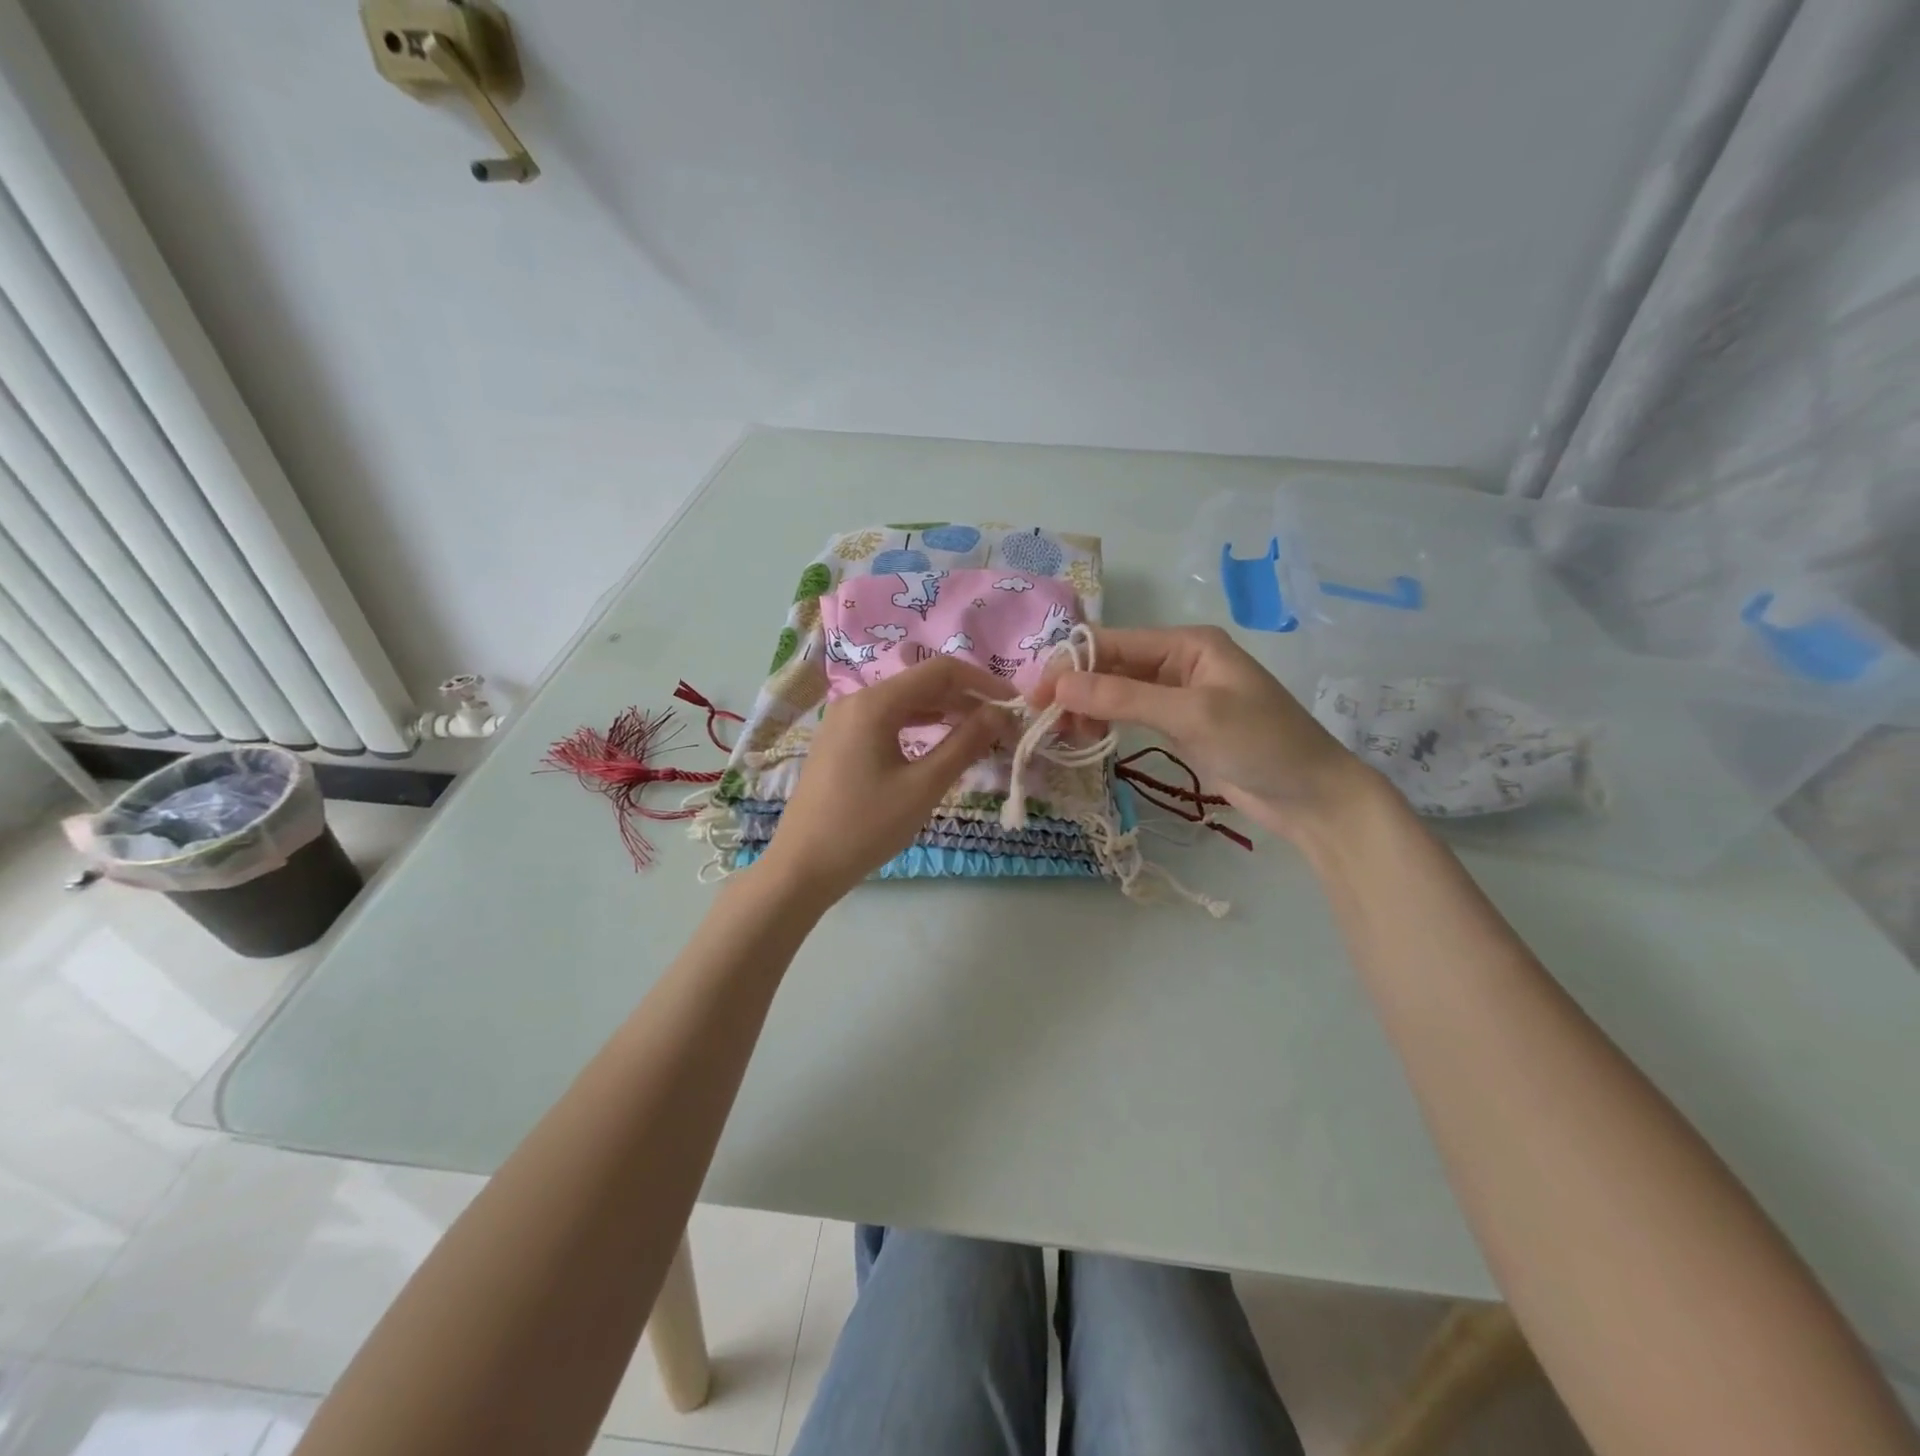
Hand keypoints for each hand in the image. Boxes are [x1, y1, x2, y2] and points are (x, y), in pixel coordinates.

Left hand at [757, 655, 1007, 904]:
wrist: (802, 866)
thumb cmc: (866, 826)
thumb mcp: (924, 787)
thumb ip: (965, 744)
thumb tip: (1000, 713)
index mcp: (875, 703)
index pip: (941, 672)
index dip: (983, 682)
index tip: (1014, 703)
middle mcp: (856, 701)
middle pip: (922, 684)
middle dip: (966, 699)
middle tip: (1002, 724)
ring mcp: (844, 721)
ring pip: (905, 703)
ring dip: (944, 713)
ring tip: (980, 733)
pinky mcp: (840, 742)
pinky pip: (888, 721)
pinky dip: (919, 727)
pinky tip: (940, 742)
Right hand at [1031, 625, 1380, 844]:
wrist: (1313, 796)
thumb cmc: (1260, 744)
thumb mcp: (1191, 715)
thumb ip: (1124, 698)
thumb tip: (1058, 686)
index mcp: (1187, 643)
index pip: (1113, 643)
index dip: (1071, 665)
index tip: (1034, 697)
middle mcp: (1179, 660)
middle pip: (1111, 665)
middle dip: (1076, 689)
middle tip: (1044, 723)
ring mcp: (1179, 694)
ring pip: (1116, 691)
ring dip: (1088, 708)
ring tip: (1066, 736)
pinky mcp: (1179, 724)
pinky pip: (1131, 714)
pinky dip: (1106, 723)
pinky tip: (1089, 738)